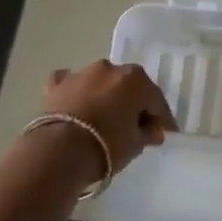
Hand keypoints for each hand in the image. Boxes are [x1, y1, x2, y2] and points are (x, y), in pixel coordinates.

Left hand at [38, 60, 177, 177]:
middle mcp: (110, 69)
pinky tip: (75, 104)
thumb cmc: (107, 145)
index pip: (155, 100)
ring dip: (105, 95)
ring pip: (100, 82)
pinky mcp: (56, 85)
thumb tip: (153, 130)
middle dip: (133, 103)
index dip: (162, 118)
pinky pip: (70, 83)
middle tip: (135, 126)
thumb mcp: (136, 145)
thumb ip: (148, 133)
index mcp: (135, 79)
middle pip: (128, 86)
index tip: (165, 133)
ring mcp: (81, 74)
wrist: (60, 151)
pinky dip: (75, 92)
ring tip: (104, 118)